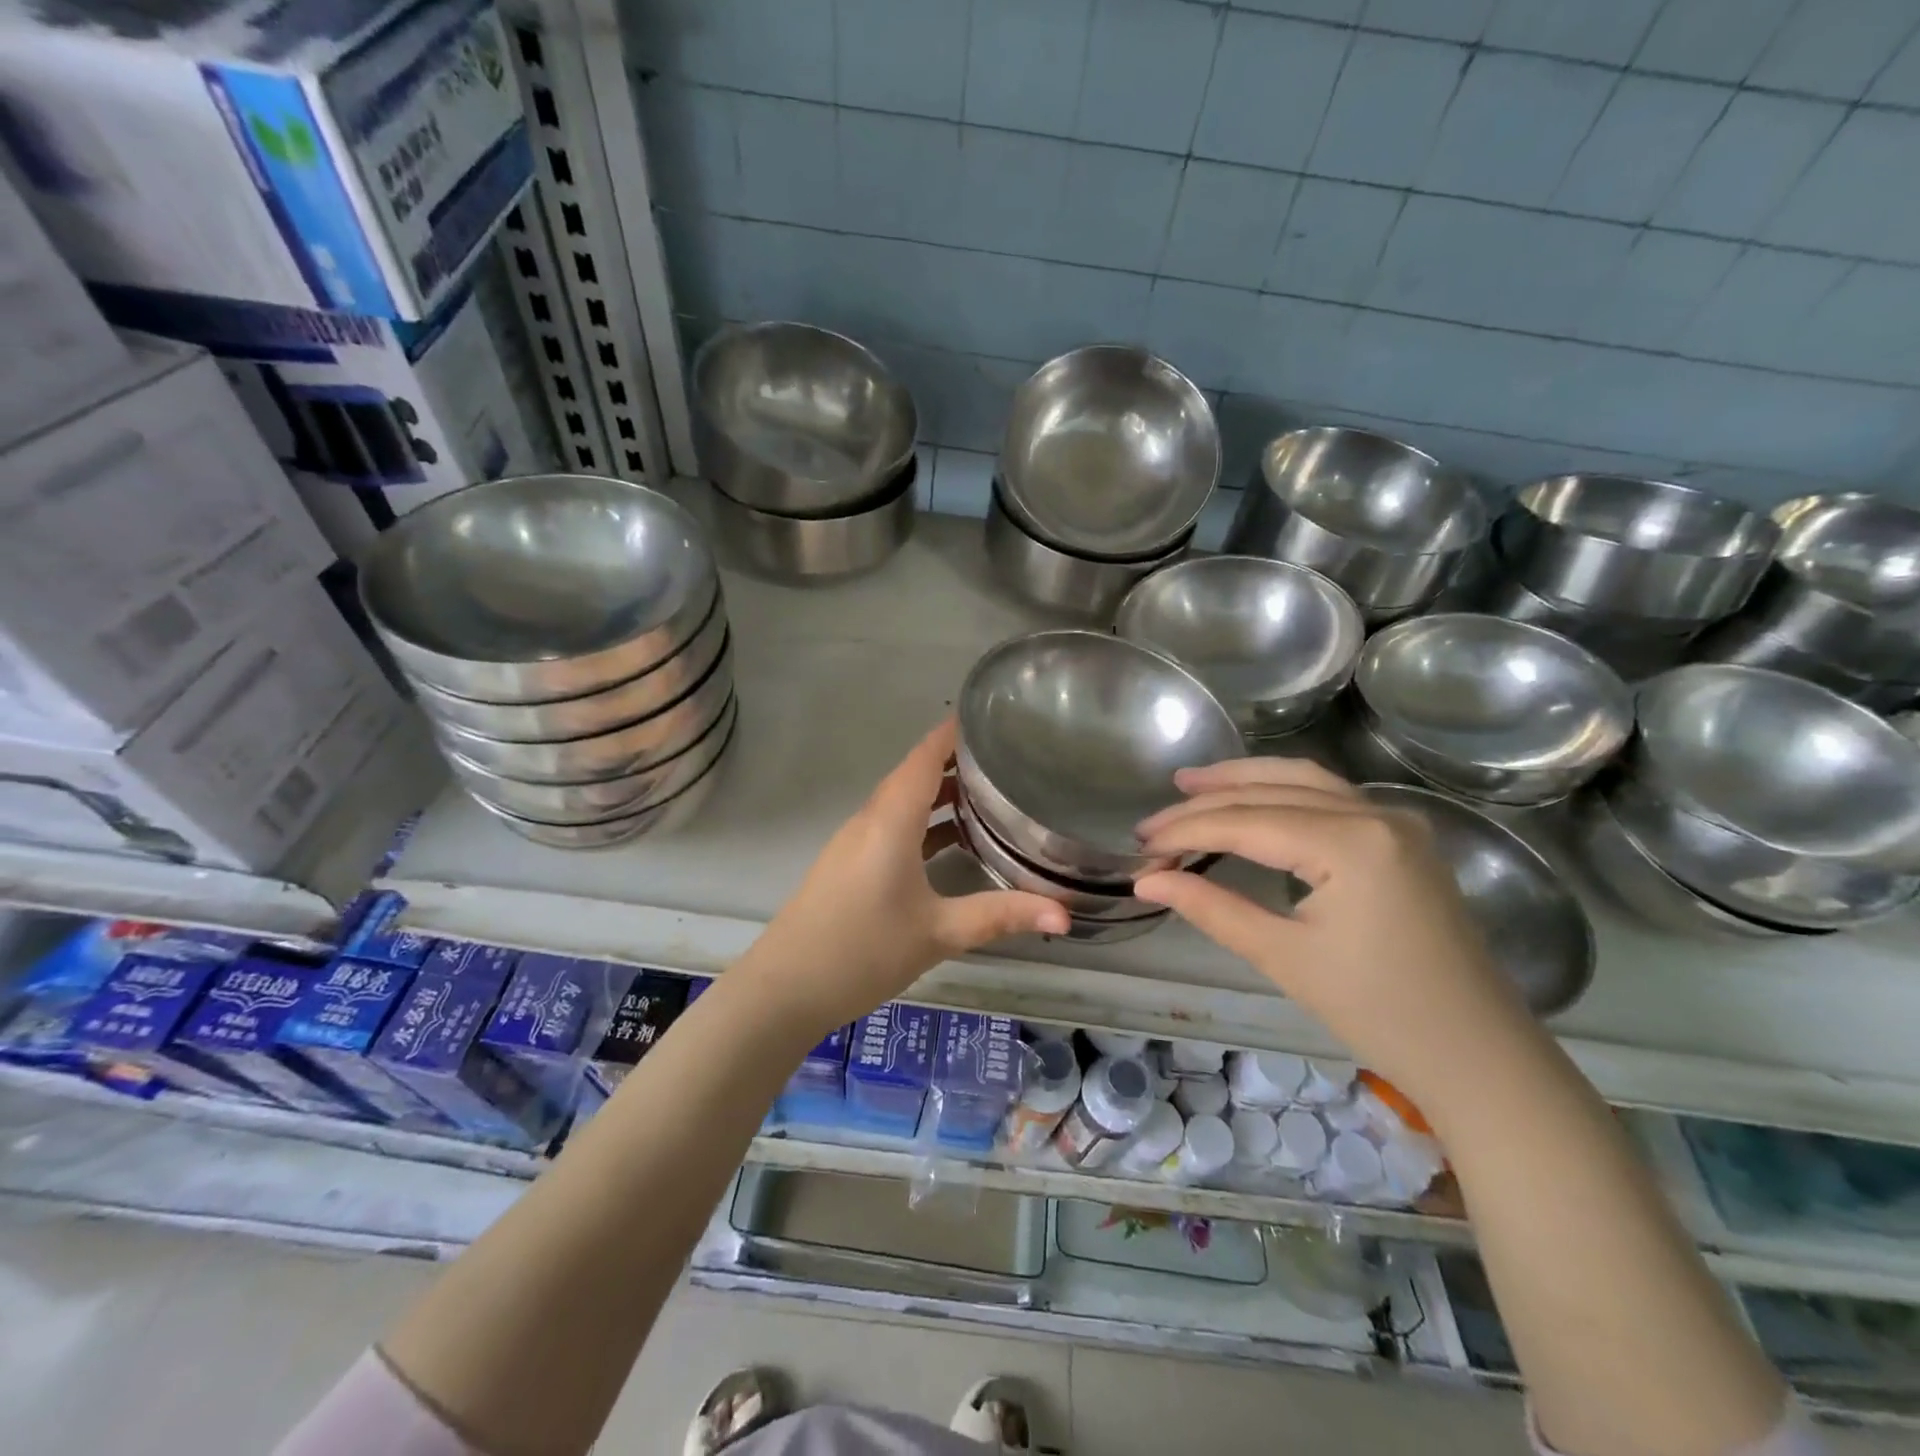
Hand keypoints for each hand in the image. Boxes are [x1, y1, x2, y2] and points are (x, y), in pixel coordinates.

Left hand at [743, 718, 1069, 1030]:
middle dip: (957, 760)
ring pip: (903, 801)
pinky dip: (924, 821)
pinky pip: (893, 826)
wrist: (784, 988)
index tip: (994, 715)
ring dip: (941, 792)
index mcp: (891, 819)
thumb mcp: (939, 932)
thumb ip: (1001, 916)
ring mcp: (856, 841)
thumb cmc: (863, 950)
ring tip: (990, 793)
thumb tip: (1065, 912)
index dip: (954, 732)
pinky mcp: (850, 864)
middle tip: (1008, 756)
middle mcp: (871, 819)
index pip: (924, 756)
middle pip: (915, 774)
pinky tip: (952, 841)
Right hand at [1132, 757, 1531, 1102]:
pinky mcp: (1400, 836)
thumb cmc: (1378, 1012)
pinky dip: (1280, 791)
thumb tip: (1147, 882)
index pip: (1246, 821)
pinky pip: (1329, 795)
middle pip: (1270, 792)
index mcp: (1350, 843)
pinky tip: (1251, 800)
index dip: (1186, 832)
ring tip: (1190, 784)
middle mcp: (1375, 813)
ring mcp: (1394, 821)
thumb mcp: (1282, 957)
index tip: (1142, 848)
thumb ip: (1210, 908)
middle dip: (1205, 803)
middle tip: (1151, 824)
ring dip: (1243, 780)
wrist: (1476, 1053)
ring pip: (1302, 780)